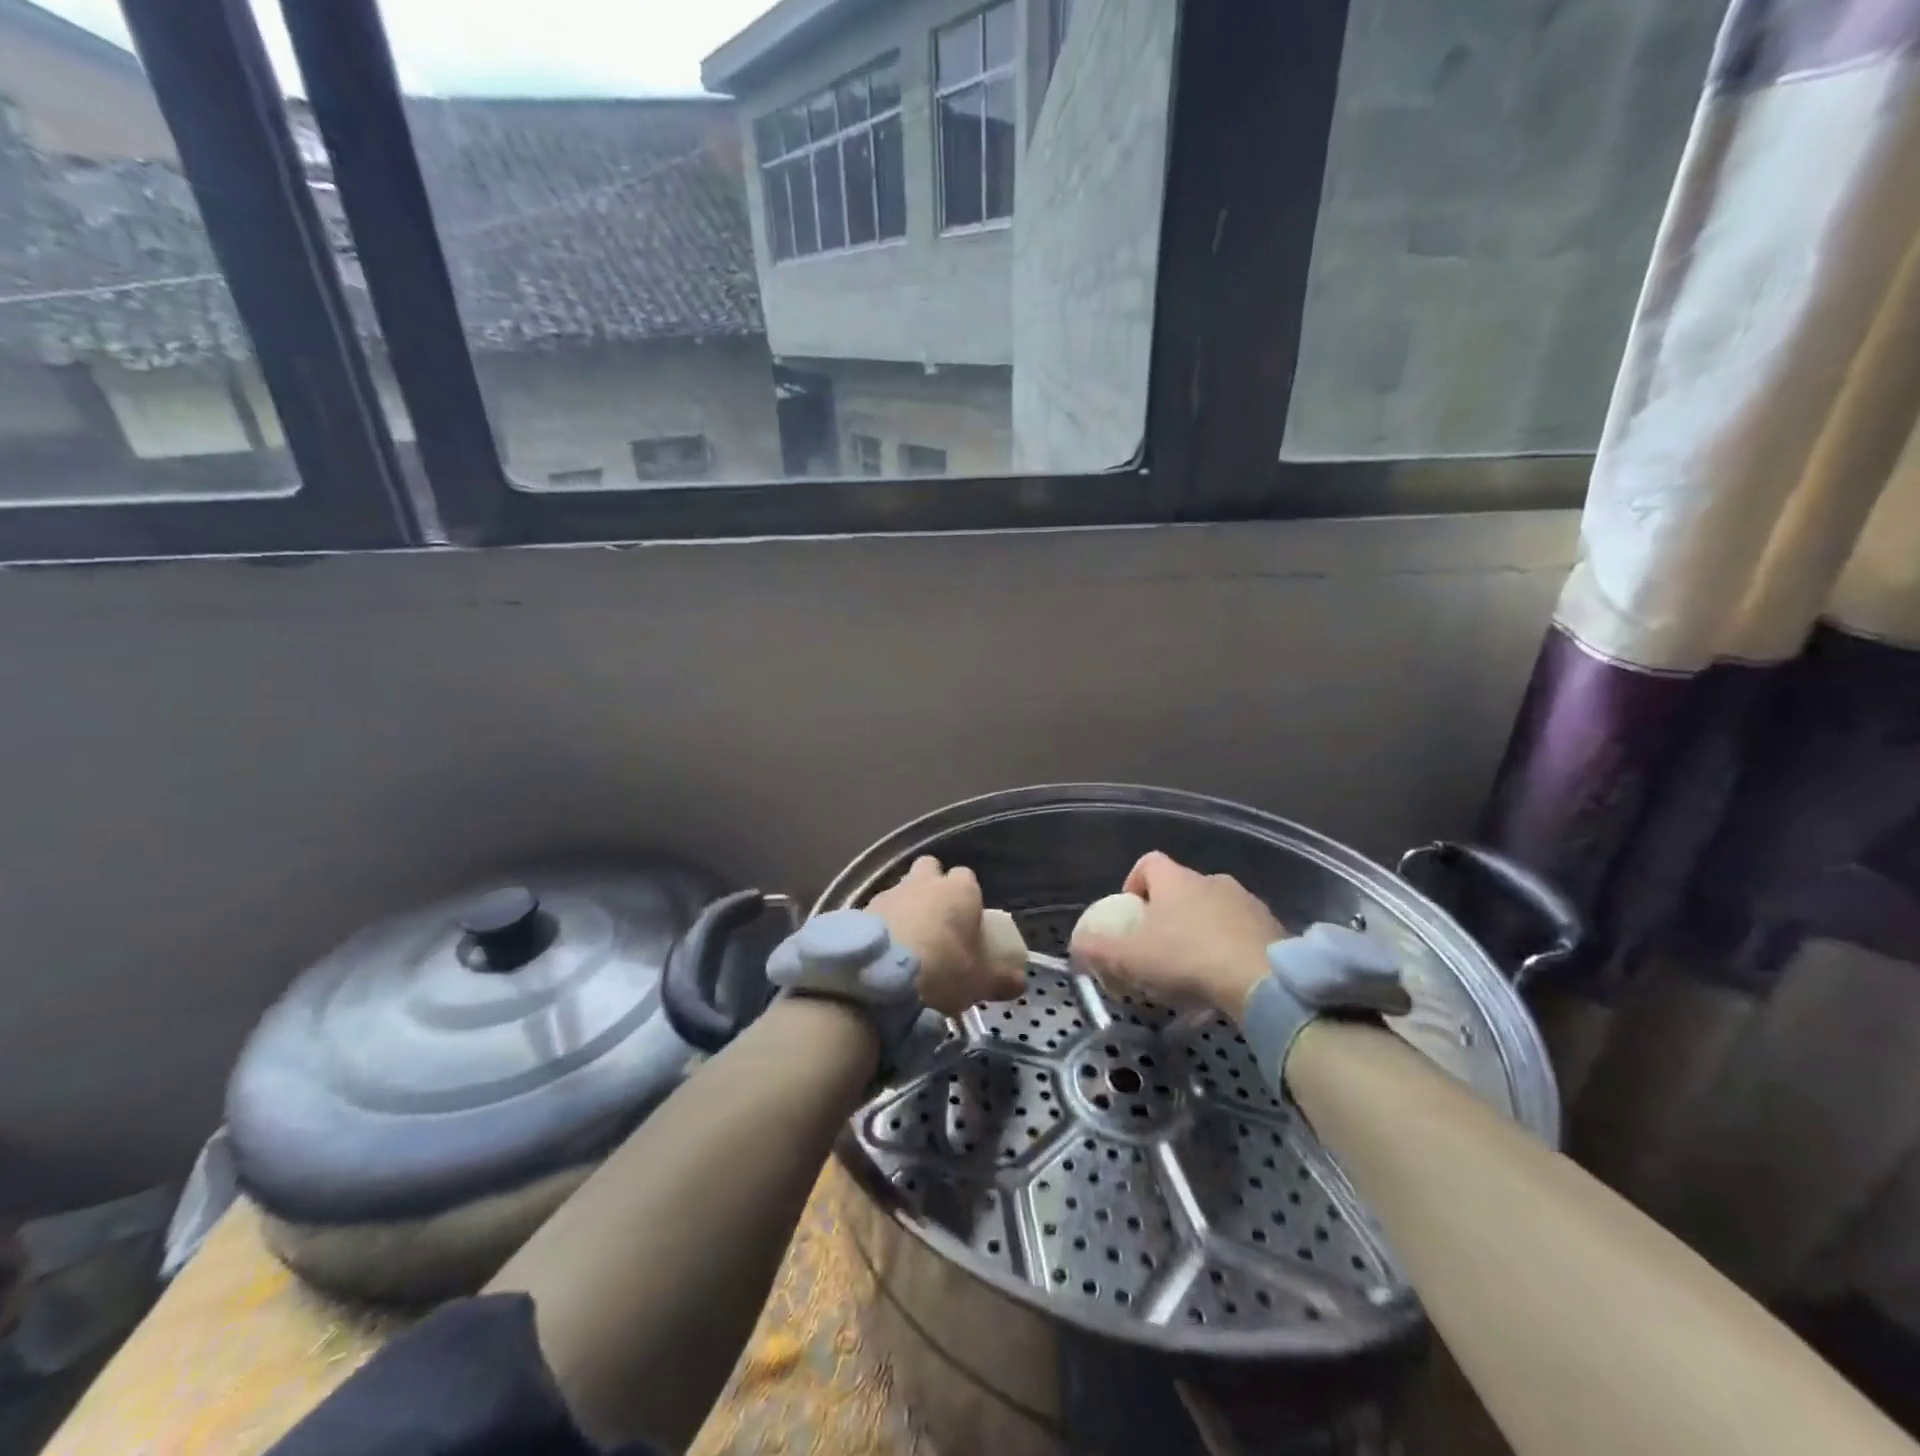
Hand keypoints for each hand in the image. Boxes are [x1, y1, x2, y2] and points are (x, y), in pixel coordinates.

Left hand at [867, 856, 1024, 1016]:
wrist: (880, 979)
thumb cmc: (943, 972)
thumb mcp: (981, 983)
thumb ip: (1002, 979)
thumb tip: (1019, 983)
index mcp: (959, 890)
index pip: (966, 878)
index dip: (967, 898)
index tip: (967, 922)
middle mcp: (923, 882)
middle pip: (929, 869)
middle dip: (931, 886)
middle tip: (936, 921)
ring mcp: (889, 892)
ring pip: (901, 889)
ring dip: (905, 907)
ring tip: (907, 942)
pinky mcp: (860, 910)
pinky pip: (877, 912)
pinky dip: (882, 925)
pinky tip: (883, 952)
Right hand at [1070, 851, 1284, 1019]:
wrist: (1264, 981)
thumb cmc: (1188, 959)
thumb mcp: (1131, 958)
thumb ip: (1097, 950)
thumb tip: (1075, 946)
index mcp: (1176, 880)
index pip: (1149, 863)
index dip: (1134, 884)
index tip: (1130, 914)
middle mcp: (1212, 880)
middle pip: (1182, 888)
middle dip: (1168, 914)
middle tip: (1158, 948)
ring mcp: (1247, 902)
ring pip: (1214, 909)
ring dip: (1201, 930)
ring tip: (1193, 969)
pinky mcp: (1273, 928)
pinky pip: (1242, 931)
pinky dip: (1230, 947)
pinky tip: (1225, 978)